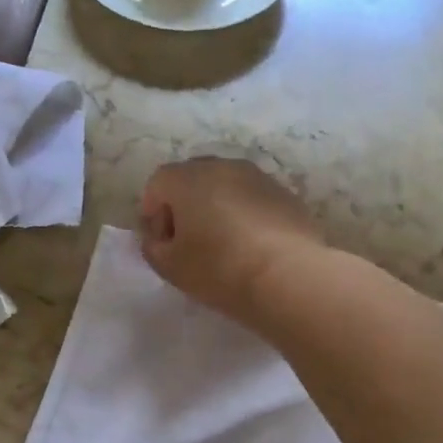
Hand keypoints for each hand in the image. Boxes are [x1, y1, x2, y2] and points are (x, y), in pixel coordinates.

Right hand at [139, 157, 325, 321]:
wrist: (289, 276)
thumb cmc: (219, 268)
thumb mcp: (170, 267)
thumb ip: (153, 248)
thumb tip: (159, 239)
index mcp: (187, 178)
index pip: (157, 184)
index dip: (153, 213)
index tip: (162, 243)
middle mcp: (222, 166)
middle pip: (192, 178)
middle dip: (184, 205)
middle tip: (188, 241)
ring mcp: (258, 177)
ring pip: (225, 185)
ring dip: (216, 207)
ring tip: (222, 243)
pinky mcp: (286, 193)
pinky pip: (253, 198)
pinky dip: (245, 214)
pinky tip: (251, 245)